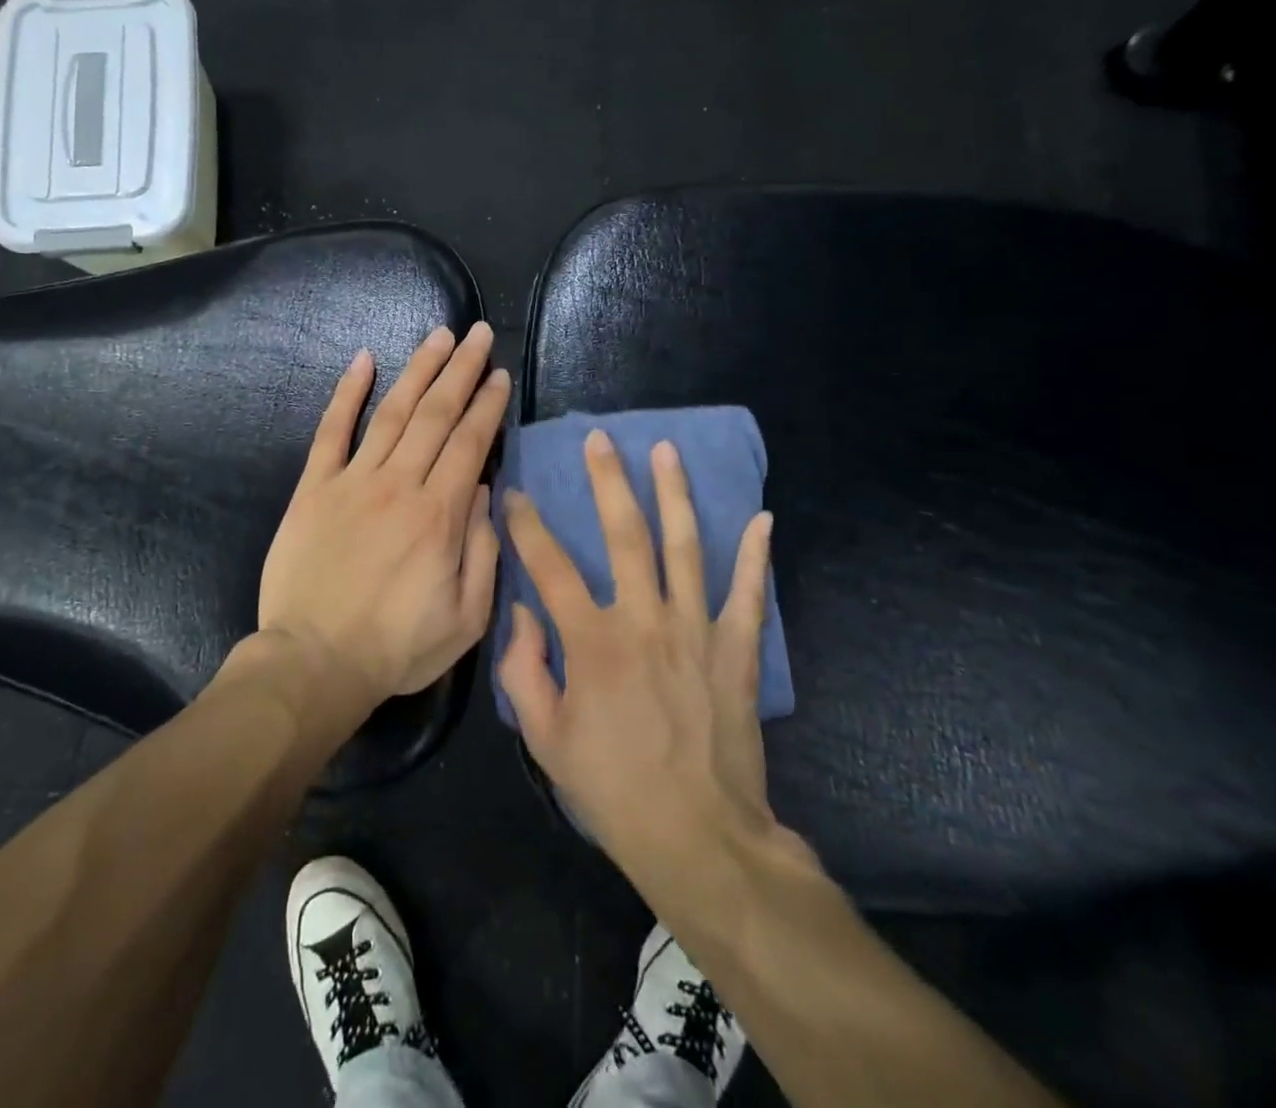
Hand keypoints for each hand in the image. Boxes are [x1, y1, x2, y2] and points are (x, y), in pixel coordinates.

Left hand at [258, 322, 510, 707]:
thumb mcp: (466, 618)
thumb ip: (483, 550)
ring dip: (418, 370)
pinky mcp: (314, 488)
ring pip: (392, 412)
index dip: (487, 405)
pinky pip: (331, 431)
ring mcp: (353, 481)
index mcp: (440, 515)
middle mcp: (399, 485)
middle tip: (477, 334)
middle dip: (461, 370)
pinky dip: (346, 393)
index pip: (470, 443)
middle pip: (436, 414)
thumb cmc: (397, 648)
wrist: (314, 663)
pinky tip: (363, 360)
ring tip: (439, 337)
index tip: (500, 375)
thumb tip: (486, 490)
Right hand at [498, 431, 799, 878]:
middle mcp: (643, 620)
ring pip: (683, 546)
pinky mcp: (735, 649)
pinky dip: (755, 555)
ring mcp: (695, 629)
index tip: (514, 494)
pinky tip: (762, 517)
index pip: (549, 567)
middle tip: (600, 440)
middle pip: (624, 534)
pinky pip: (747, 593)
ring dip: (674, 494)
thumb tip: (520, 614)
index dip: (526, 526)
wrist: (696, 835)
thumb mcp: (545, 737)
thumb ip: (523, 670)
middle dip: (608, 481)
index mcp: (591, 641)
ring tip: (666, 450)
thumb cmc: (611, 787)